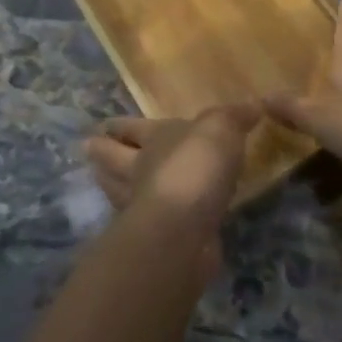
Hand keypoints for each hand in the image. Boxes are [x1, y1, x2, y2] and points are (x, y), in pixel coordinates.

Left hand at [83, 105, 259, 278]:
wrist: (186, 225)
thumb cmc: (196, 165)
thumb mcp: (221, 128)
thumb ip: (234, 116)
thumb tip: (253, 104)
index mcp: (154, 138)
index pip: (133, 128)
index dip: (120, 125)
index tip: (104, 125)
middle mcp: (141, 170)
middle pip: (114, 159)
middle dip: (102, 153)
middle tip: (88, 148)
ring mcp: (143, 205)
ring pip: (120, 191)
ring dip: (110, 185)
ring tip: (101, 179)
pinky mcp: (156, 237)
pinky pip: (147, 220)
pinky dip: (144, 216)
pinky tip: (149, 217)